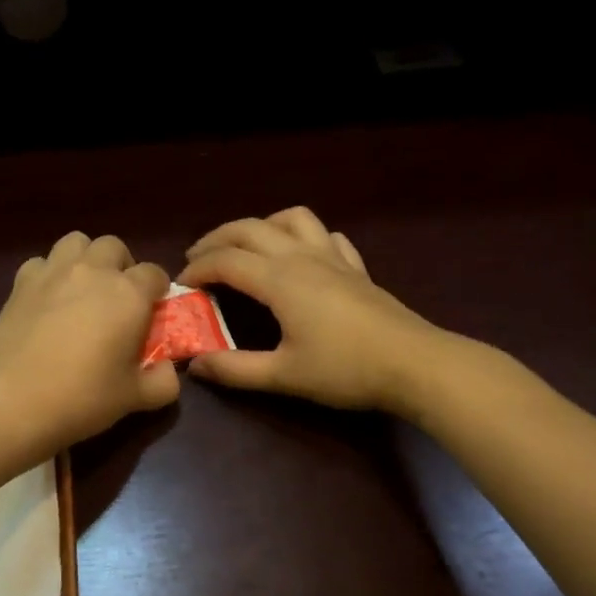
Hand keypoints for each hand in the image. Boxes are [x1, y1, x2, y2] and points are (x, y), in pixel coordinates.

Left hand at [0, 231, 179, 450]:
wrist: (14, 401)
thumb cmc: (83, 398)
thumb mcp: (135, 398)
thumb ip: (163, 382)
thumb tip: (169, 371)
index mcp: (128, 293)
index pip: (154, 273)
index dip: (157, 291)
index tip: (152, 314)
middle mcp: (93, 271)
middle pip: (114, 247)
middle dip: (121, 266)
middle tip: (118, 299)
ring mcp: (53, 272)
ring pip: (76, 242)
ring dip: (86, 259)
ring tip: (83, 288)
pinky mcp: (20, 283)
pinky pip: (41, 262)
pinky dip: (49, 273)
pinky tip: (48, 299)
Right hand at [178, 207, 439, 410]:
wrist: (414, 365)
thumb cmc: (345, 370)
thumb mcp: (283, 376)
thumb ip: (235, 370)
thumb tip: (195, 366)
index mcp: (280, 280)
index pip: (226, 260)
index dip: (198, 268)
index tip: (181, 285)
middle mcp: (302, 257)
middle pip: (250, 228)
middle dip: (217, 238)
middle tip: (197, 258)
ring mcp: (333, 257)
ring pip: (290, 218)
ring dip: (260, 226)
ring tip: (246, 247)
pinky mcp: (356, 267)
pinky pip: (325, 235)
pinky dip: (303, 236)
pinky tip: (301, 255)